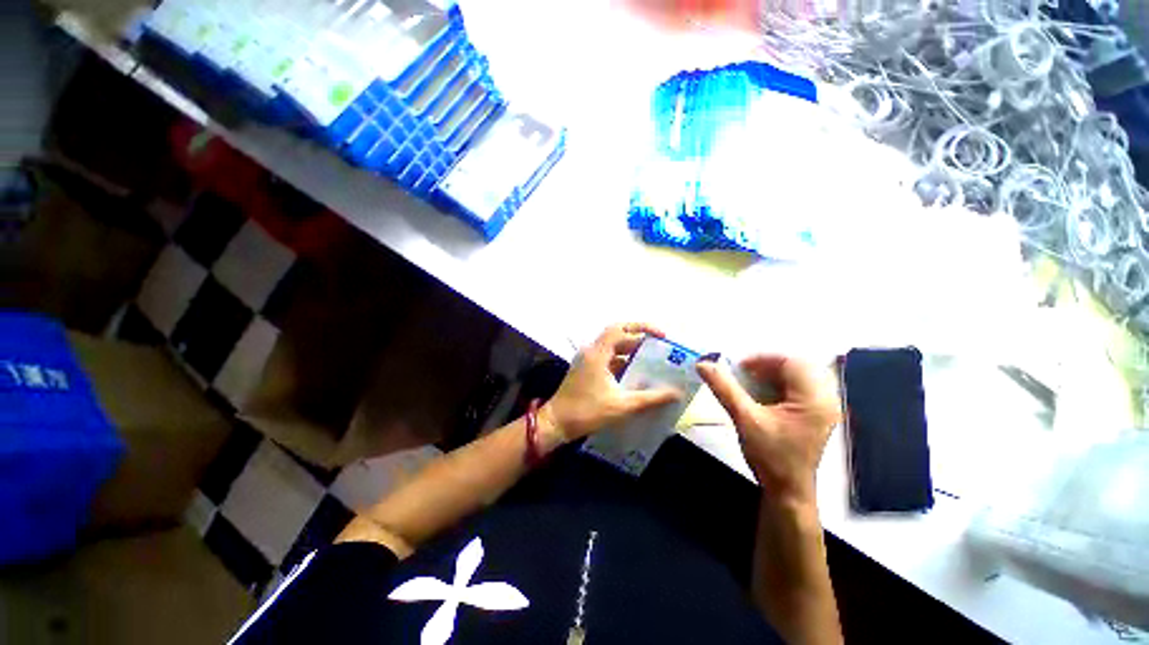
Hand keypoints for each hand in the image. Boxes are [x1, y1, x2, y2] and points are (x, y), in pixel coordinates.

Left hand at [541, 323, 681, 443]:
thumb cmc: (587, 412)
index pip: (620, 329)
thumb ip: (650, 398)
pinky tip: (636, 373)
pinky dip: (622, 361)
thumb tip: (675, 393)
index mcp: (597, 353)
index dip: (642, 328)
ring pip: (612, 347)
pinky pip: (607, 358)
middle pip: (617, 334)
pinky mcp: (586, 368)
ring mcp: (587, 359)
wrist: (557, 423)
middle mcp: (591, 351)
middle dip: (639, 338)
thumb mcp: (622, 405)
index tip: (661, 336)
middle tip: (659, 346)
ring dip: (631, 350)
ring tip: (652, 359)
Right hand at [697, 356, 839, 506]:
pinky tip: (761, 394)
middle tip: (743, 373)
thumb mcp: (745, 419)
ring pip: (797, 376)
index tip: (738, 367)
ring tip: (750, 381)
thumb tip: (703, 364)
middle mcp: (825, 399)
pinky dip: (777, 385)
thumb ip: (724, 388)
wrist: (787, 491)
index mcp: (814, 399)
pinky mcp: (815, 415)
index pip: (792, 362)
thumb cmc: (770, 456)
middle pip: (796, 366)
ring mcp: (823, 408)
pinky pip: (798, 388)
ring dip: (772, 374)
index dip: (762, 359)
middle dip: (767, 366)